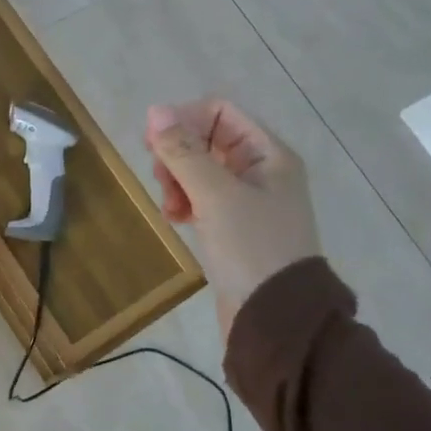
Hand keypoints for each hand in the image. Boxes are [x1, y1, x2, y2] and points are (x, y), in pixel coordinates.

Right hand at [145, 99, 320, 336]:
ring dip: (177, 180)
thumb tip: (156, 111)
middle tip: (160, 179)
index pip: (219, 112)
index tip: (154, 145)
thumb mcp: (215, 195)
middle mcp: (261, 170)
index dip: (183, 120)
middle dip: (178, 154)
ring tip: (170, 207)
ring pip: (200, 170)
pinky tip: (176, 219)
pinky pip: (202, 198)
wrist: (276, 320)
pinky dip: (185, 202)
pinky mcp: (235, 226)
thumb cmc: (251, 248)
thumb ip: (184, 152)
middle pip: (207, 139)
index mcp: (268, 154)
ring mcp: (248, 200)